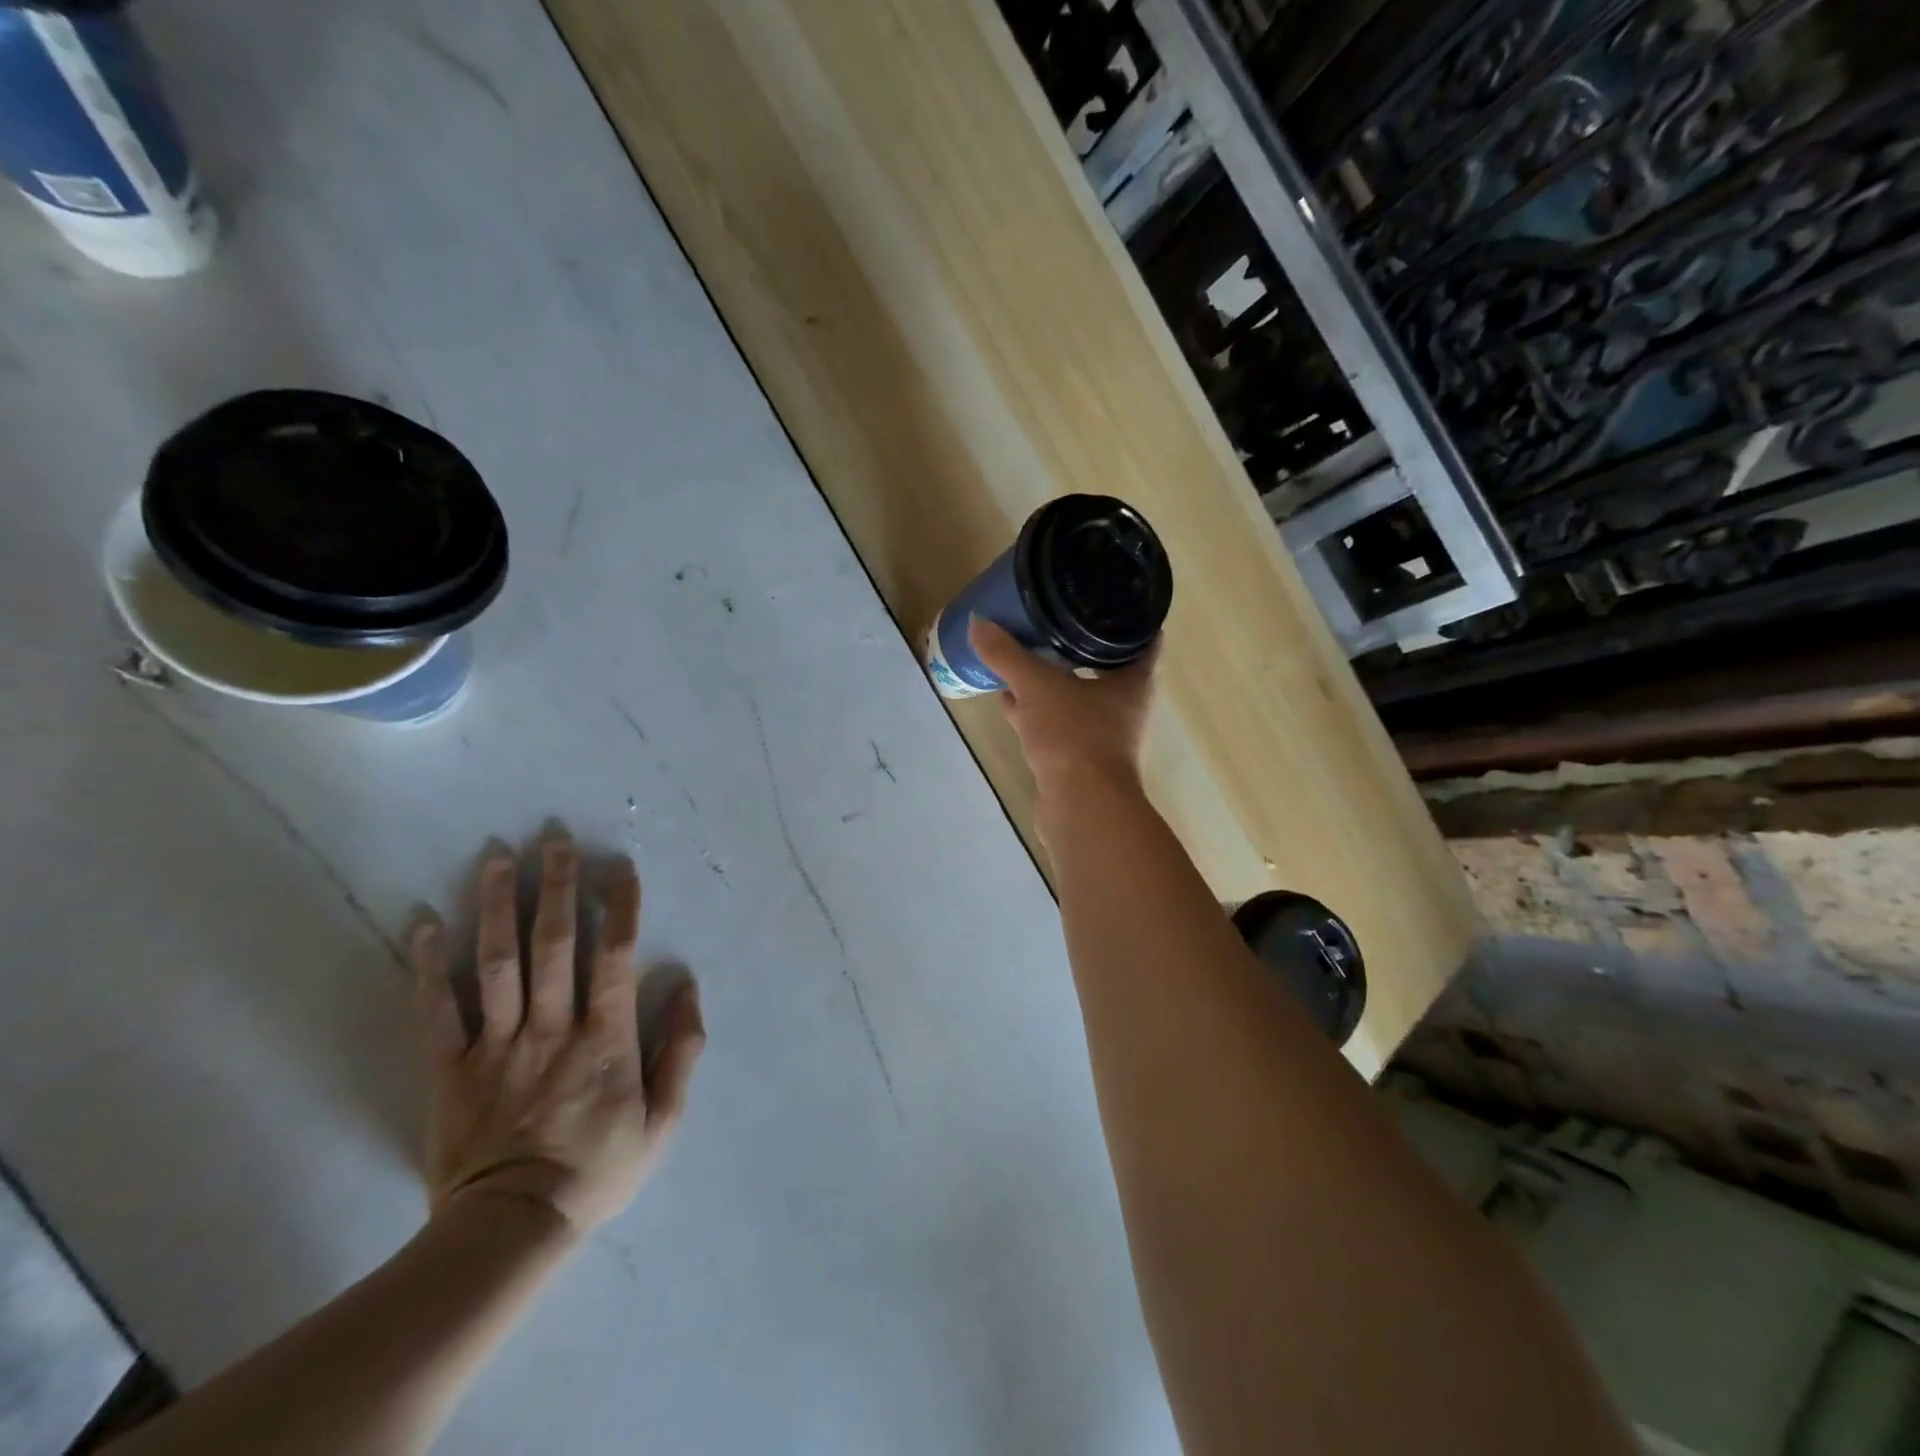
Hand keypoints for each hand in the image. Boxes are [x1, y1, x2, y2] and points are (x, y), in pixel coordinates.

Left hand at [411, 837, 705, 1234]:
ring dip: (497, 907)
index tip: (618, 867)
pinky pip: (437, 1010)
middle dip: (555, 887)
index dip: (619, 908)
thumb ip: (681, 1049)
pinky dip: (428, 966)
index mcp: (604, 1038)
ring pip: (496, 965)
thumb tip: (687, 986)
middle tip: (553, 838)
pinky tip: (424, 923)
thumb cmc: (598, 1168)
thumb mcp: (664, 1118)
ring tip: (496, 858)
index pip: (613, 958)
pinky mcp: (450, 1069)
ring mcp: (497, 1045)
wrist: (512, 1229)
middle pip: (553, 946)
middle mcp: (551, 1028)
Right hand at [968, 617, 1160, 795]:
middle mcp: (1124, 708)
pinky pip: (1057, 726)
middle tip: (1058, 621)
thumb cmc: (1074, 736)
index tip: (1109, 600)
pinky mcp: (1079, 760)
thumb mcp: (1036, 687)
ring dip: (1054, 683)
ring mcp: (1102, 737)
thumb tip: (978, 622)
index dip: (1129, 620)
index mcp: (1132, 683)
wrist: (1080, 806)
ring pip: (1078, 699)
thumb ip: (1007, 655)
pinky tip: (1010, 704)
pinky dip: (1036, 713)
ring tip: (1026, 658)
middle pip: (1106, 669)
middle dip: (1081, 649)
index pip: (1143, 641)